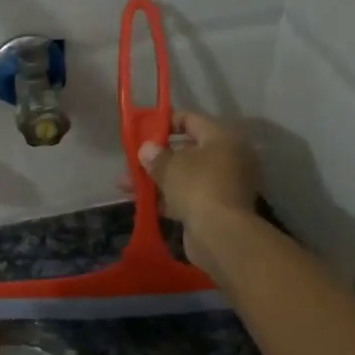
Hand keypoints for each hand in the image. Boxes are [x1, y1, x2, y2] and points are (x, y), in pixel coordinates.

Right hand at [136, 111, 259, 271]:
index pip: (191, 120)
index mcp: (222, 138)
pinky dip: (167, 198)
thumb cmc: (198, 187)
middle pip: (187, 151)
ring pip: (185, 177)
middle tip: (132, 162)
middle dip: (157, 157)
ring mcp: (223, 185)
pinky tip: (142, 202)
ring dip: (157, 180)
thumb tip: (146, 150)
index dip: (166, 122)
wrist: (221, 234)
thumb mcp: (170, 167)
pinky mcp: (216, 209)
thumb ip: (155, 156)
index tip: (143, 130)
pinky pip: (188, 197)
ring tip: (126, 186)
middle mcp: (228, 158)